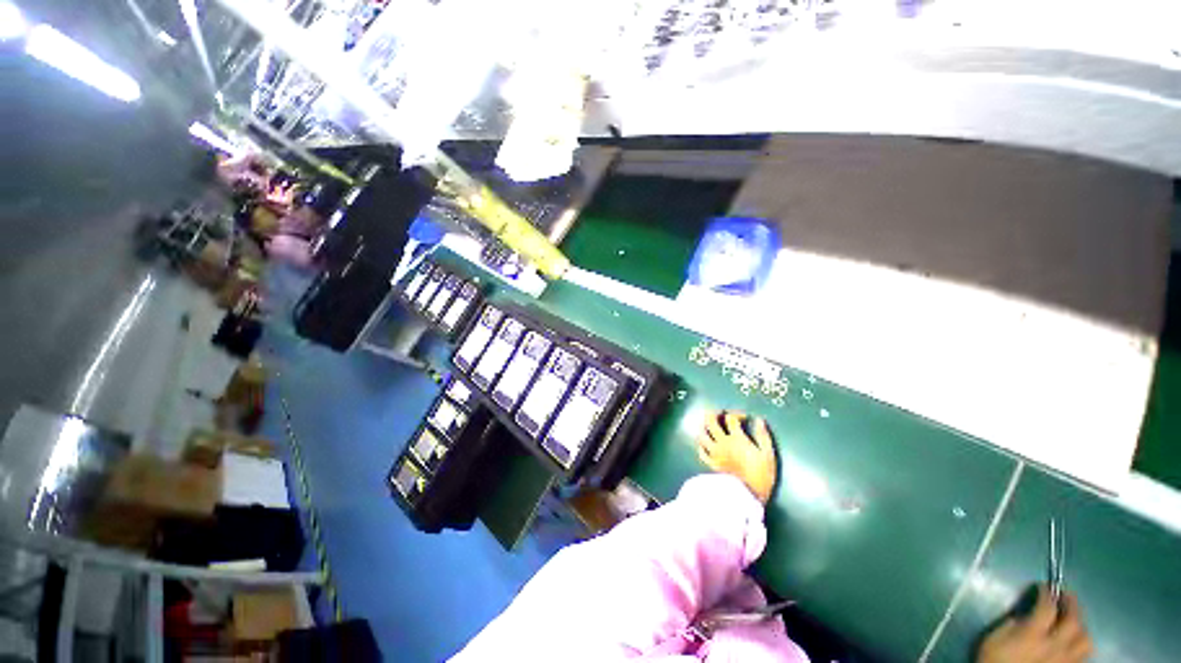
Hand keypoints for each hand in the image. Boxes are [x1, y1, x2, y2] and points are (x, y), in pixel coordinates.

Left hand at [696, 411, 776, 503]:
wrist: (747, 496)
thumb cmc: (760, 476)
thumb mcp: (768, 455)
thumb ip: (763, 436)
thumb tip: (759, 420)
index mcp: (736, 439)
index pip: (731, 418)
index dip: (737, 414)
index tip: (744, 418)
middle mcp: (721, 442)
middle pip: (710, 421)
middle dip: (714, 413)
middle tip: (720, 414)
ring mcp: (713, 452)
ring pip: (702, 434)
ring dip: (704, 427)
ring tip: (711, 427)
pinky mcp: (709, 463)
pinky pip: (701, 451)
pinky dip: (702, 445)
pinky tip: (706, 444)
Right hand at [977, 586, 1092, 662]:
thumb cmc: (995, 659)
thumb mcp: (996, 638)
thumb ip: (1014, 623)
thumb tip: (1027, 614)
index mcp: (1034, 635)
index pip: (1047, 606)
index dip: (1047, 592)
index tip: (1043, 586)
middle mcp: (1054, 645)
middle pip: (1073, 621)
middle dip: (1071, 604)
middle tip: (1064, 594)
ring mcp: (1064, 660)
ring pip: (1085, 640)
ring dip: (1080, 625)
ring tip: (1072, 620)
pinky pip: (1083, 654)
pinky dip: (1080, 643)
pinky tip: (1072, 642)